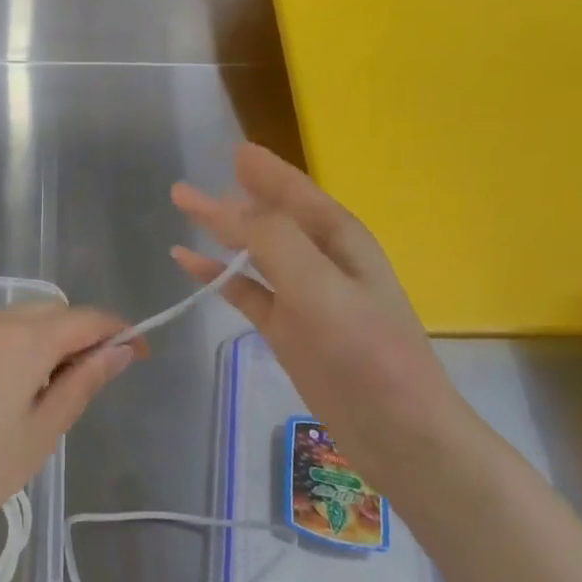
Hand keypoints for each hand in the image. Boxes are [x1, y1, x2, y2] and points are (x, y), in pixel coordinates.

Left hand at [0, 304, 139, 561]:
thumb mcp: (41, 433)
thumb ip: (83, 382)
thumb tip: (121, 348)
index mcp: (25, 340)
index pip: (87, 318)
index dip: (119, 331)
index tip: (137, 353)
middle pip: (50, 311)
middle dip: (77, 334)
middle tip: (83, 380)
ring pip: (13, 318)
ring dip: (38, 339)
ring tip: (34, 390)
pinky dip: (1, 345)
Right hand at [172, 144, 475, 471]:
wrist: (397, 431)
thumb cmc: (366, 351)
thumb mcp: (320, 286)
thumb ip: (272, 240)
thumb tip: (226, 207)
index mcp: (339, 239)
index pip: (295, 192)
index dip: (265, 170)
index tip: (234, 150)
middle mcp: (320, 260)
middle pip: (269, 217)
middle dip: (233, 197)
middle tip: (188, 186)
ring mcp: (302, 296)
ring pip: (254, 252)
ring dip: (221, 232)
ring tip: (185, 211)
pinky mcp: (286, 329)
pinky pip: (245, 291)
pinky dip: (218, 276)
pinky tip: (190, 264)